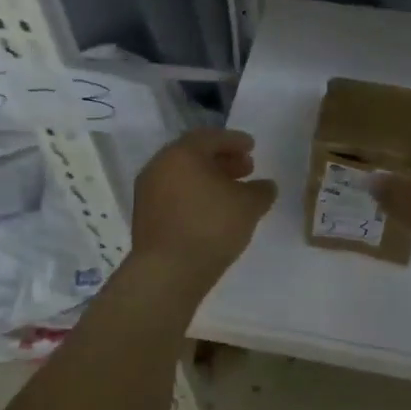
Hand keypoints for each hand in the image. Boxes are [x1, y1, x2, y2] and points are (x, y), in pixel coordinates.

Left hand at [130, 128, 278, 283]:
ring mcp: (148, 191)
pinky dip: (194, 194)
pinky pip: (174, 194)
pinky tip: (212, 210)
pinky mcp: (145, 215)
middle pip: (194, 154)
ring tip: (231, 192)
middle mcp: (160, 165)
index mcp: (182, 153)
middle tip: (246, 168)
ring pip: (183, 175)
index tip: (252, 147)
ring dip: (208, 178)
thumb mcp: (249, 206)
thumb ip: (261, 190)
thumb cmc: (211, 227)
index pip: (211, 137)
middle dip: (222, 159)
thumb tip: (265, 185)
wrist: (167, 271)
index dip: (235, 141)